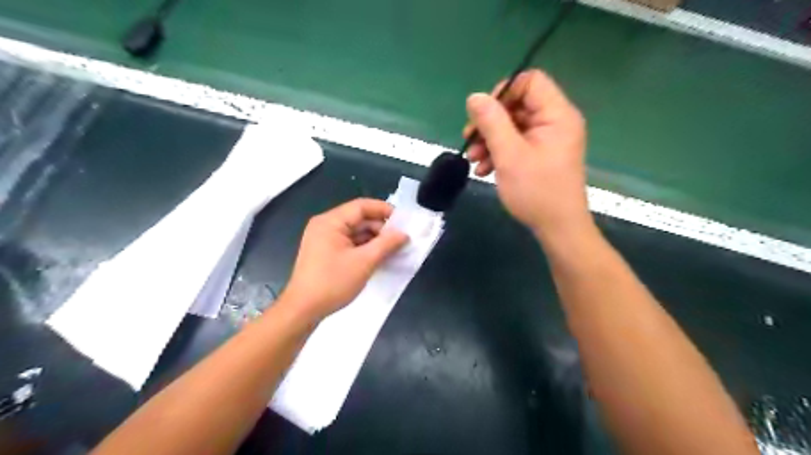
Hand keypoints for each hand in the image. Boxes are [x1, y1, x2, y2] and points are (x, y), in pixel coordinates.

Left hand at [282, 198, 409, 320]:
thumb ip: (386, 244)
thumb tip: (404, 234)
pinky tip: (379, 257)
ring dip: (374, 239)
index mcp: (331, 221)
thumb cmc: (333, 282)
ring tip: (394, 250)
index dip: (384, 210)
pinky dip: (364, 248)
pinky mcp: (325, 252)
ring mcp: (324, 239)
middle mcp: (326, 225)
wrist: (303, 310)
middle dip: (381, 228)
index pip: (362, 206)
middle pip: (359, 218)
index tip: (404, 222)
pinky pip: (349, 243)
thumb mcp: (364, 262)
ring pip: (355, 232)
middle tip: (402, 240)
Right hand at [466, 70, 593, 238]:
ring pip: (513, 127)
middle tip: (469, 140)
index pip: (529, 82)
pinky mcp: (541, 156)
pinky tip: (483, 169)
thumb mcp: (509, 155)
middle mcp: (555, 122)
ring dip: (490, 140)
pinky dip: (498, 153)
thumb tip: (475, 97)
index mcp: (556, 115)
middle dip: (490, 123)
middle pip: (517, 105)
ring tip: (474, 160)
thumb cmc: (536, 191)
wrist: (557, 228)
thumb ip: (491, 122)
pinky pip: (516, 144)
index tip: (483, 115)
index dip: (503, 93)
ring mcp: (548, 140)